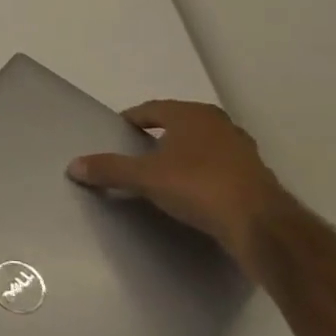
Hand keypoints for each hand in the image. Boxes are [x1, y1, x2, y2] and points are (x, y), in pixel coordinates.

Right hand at [67, 100, 292, 276]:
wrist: (261, 226)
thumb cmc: (198, 187)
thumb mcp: (145, 178)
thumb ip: (109, 169)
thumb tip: (73, 166)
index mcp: (192, 115)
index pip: (152, 109)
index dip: (131, 120)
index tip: (117, 133)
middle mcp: (219, 124)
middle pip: (178, 124)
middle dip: (158, 135)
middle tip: (136, 152)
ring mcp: (242, 150)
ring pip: (201, 145)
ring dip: (182, 155)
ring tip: (162, 173)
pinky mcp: (256, 176)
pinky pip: (218, 167)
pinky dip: (202, 174)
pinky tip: (192, 192)